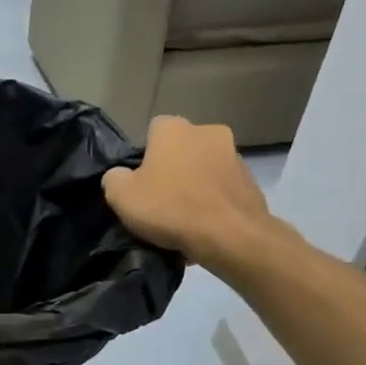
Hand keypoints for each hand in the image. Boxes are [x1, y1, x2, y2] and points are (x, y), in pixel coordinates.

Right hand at [102, 116, 290, 276]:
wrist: (229, 236)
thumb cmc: (169, 208)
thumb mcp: (120, 196)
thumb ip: (114, 178)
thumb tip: (121, 176)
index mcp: (174, 129)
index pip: (153, 130)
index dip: (144, 155)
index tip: (140, 181)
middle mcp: (208, 132)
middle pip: (181, 148)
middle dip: (172, 168)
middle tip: (160, 199)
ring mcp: (235, 155)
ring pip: (204, 168)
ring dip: (195, 184)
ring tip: (184, 218)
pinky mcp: (251, 181)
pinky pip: (222, 189)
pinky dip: (213, 201)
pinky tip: (204, 225)